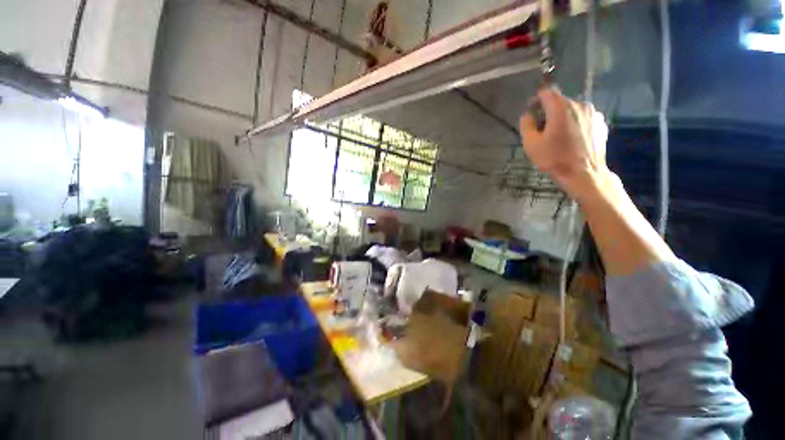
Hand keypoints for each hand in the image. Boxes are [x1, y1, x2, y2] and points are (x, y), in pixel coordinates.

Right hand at [519, 88, 609, 201]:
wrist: (583, 174)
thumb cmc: (554, 158)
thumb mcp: (531, 143)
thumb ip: (526, 124)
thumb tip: (528, 114)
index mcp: (561, 107)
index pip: (546, 93)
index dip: (536, 101)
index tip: (531, 113)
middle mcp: (580, 104)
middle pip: (560, 102)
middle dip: (549, 113)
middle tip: (542, 131)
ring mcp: (594, 113)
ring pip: (572, 111)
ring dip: (563, 119)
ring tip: (558, 137)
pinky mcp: (601, 124)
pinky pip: (583, 119)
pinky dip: (575, 125)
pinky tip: (572, 141)